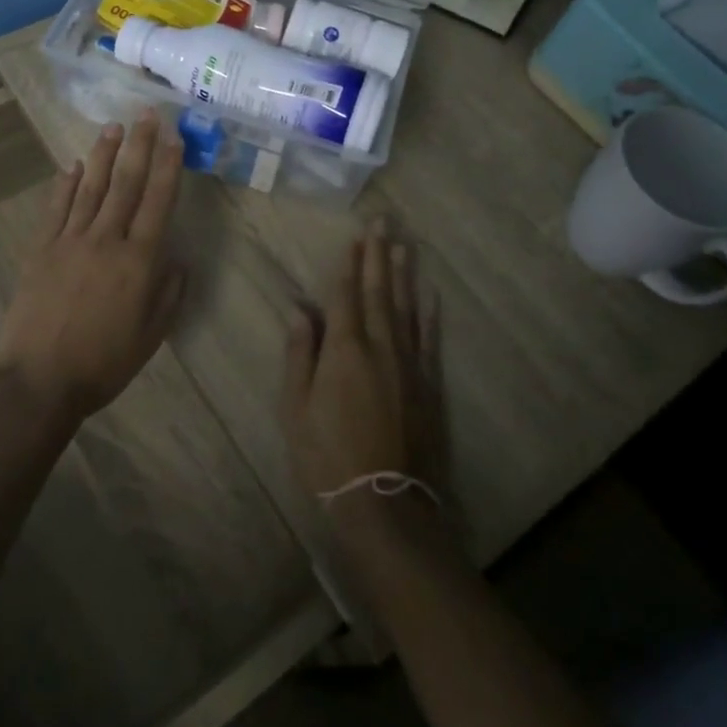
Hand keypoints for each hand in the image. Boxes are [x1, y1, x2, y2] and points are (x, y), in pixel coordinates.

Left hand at [0, 111, 185, 422]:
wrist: (40, 380)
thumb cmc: (103, 364)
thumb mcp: (152, 336)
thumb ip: (169, 293)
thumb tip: (178, 258)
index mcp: (138, 261)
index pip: (158, 201)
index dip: (167, 166)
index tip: (173, 137)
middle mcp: (106, 240)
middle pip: (125, 183)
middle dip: (138, 145)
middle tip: (146, 113)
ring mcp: (69, 240)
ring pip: (90, 187)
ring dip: (103, 155)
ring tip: (113, 127)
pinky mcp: (41, 248)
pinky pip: (56, 208)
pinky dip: (65, 184)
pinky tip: (72, 165)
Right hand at [281, 222, 445, 539]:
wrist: (385, 504)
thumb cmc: (328, 455)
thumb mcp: (296, 407)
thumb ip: (299, 353)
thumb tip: (299, 308)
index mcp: (344, 349)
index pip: (346, 294)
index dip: (350, 264)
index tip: (355, 235)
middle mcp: (380, 346)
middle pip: (379, 292)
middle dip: (378, 255)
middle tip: (383, 222)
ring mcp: (409, 365)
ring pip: (406, 308)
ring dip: (403, 274)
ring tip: (403, 245)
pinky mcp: (428, 385)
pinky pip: (428, 340)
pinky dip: (428, 315)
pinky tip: (430, 295)